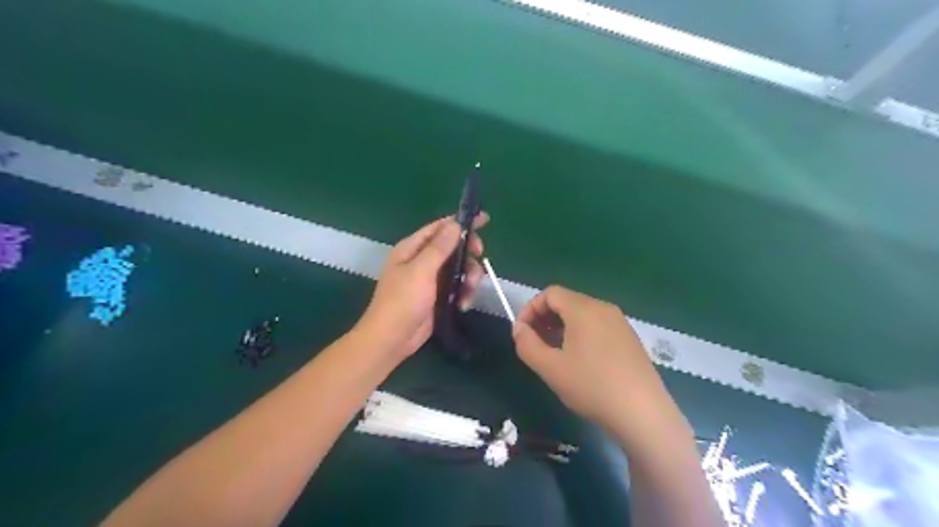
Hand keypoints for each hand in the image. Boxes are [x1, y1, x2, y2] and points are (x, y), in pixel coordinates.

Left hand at [359, 212, 491, 357]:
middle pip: (454, 247)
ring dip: (470, 278)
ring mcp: (431, 278)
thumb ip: (439, 247)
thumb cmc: (402, 301)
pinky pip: (458, 286)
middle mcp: (422, 260)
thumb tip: (455, 224)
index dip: (461, 222)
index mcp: (412, 248)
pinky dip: (465, 293)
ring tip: (469, 292)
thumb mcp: (421, 271)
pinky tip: (463, 305)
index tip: (485, 220)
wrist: (392, 339)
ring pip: (460, 268)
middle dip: (469, 253)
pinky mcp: (439, 295)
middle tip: (480, 257)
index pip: (440, 227)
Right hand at [513, 286, 683, 442]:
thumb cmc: (592, 387)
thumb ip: (527, 344)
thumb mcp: (550, 368)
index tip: (522, 333)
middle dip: (544, 318)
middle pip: (567, 301)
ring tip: (554, 353)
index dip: (530, 309)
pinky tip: (579, 360)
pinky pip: (597, 325)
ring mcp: (620, 323)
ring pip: (582, 314)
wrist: (643, 413)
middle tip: (534, 343)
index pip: (550, 293)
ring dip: (561, 326)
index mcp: (584, 309)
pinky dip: (580, 333)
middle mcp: (603, 308)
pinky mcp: (629, 338)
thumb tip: (519, 328)